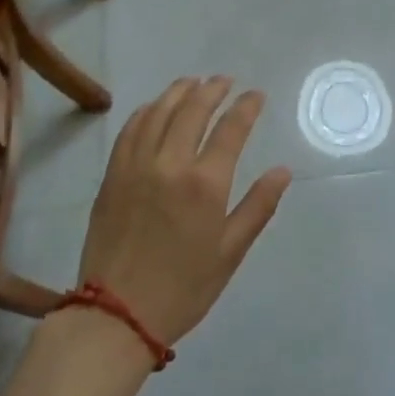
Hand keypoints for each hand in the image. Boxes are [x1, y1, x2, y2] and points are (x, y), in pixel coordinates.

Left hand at [78, 76, 291, 345]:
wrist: (116, 315)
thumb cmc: (183, 288)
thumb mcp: (230, 252)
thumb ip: (258, 207)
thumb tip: (282, 171)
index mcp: (205, 183)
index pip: (231, 129)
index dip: (246, 107)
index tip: (256, 95)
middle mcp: (170, 163)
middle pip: (192, 110)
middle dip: (212, 89)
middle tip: (224, 80)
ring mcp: (136, 166)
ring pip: (158, 112)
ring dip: (178, 92)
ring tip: (193, 82)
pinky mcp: (112, 175)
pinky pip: (130, 130)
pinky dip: (146, 111)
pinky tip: (154, 108)